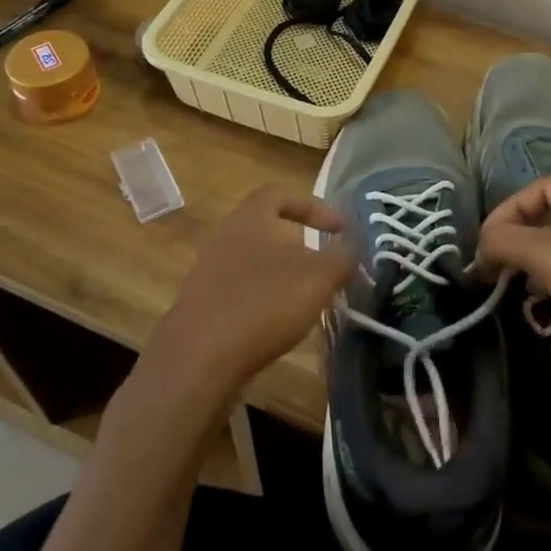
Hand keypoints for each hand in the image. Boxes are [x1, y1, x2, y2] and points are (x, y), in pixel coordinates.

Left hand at [146, 185, 352, 401]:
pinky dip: (263, 301)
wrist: (199, 357)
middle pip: (268, 229)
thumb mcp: (320, 277)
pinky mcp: (202, 305)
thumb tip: (351, 249)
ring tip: (307, 300)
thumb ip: (343, 257)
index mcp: (252, 216)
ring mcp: (209, 271)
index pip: (281, 193)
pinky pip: (241, 292)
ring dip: (283, 276)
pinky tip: (278, 325)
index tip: (338, 230)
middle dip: (300, 246)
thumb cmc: (265, 302)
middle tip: (324, 268)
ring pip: (255, 262)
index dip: (313, 206)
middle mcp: (226, 235)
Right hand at [477, 176, 550, 421]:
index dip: (511, 208)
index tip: (484, 241)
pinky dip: (550, 283)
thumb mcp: (549, 255)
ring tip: (507, 281)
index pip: (544, 187)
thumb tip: (480, 244)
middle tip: (489, 263)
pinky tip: (536, 300)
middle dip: (519, 236)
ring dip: (531, 261)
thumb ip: (506, 240)